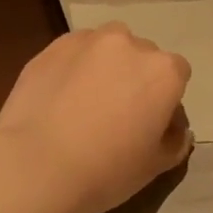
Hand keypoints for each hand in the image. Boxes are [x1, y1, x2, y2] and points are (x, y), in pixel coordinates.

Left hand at [0, 24, 192, 212]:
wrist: (36, 165)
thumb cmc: (105, 170)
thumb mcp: (154, 166)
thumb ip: (174, 141)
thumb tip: (176, 130)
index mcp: (163, 71)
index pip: (176, 75)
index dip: (165, 100)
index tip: (149, 125)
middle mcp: (128, 44)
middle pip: (140, 56)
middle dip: (133, 78)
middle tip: (115, 114)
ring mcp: (85, 42)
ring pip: (104, 48)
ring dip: (102, 66)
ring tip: (83, 102)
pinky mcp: (49, 48)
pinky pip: (71, 54)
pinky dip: (71, 68)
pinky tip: (58, 98)